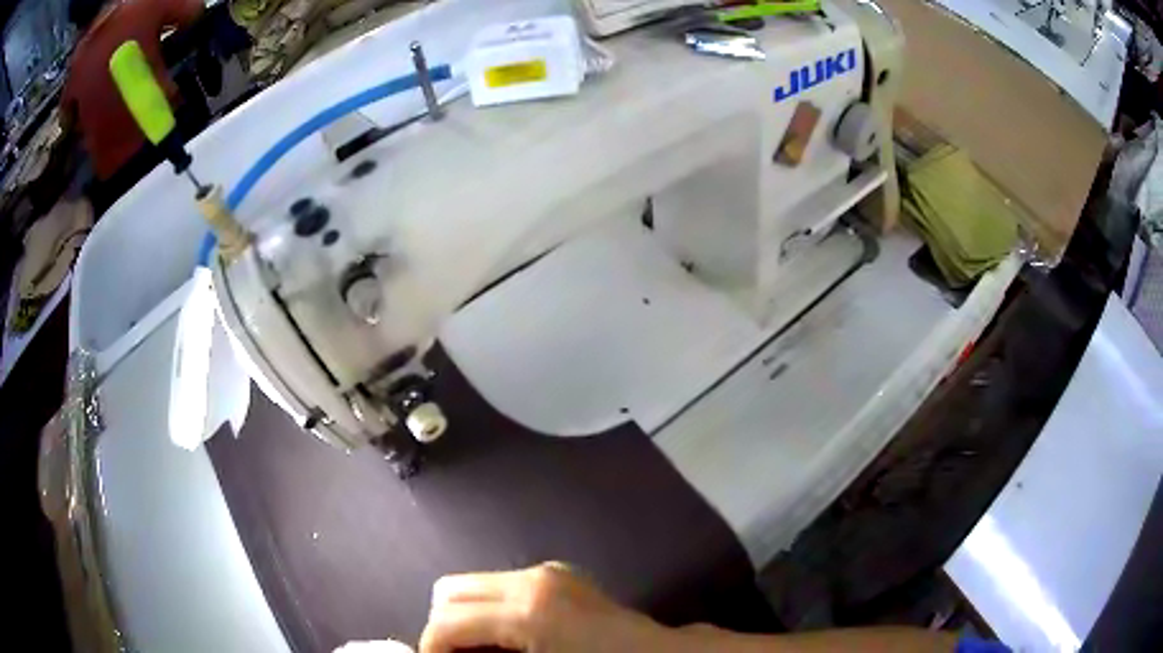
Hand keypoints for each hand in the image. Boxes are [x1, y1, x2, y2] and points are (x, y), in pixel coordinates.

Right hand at [419, 562, 677, 652]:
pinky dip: (492, 611)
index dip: (430, 648)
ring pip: (473, 585)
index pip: (446, 620)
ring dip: (467, 618)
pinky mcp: (558, 574)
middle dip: (444, 628)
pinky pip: (502, 587)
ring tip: (483, 651)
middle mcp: (531, 579)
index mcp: (527, 609)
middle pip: (449, 591)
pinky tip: (511, 639)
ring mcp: (547, 571)